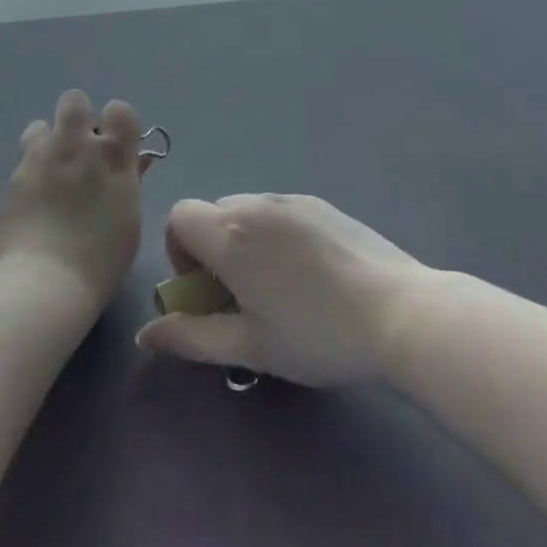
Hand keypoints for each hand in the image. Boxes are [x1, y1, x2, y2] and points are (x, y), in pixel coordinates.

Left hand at [0, 91, 148, 313]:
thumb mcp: (129, 219)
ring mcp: (41, 156)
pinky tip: (33, 198)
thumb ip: (129, 181)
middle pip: (74, 100)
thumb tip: (132, 160)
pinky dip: (30, 169)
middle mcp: (77, 145)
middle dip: (77, 118)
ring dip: (47, 142)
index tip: (115, 145)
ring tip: (50, 172)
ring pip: (41, 125)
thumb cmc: (101, 260)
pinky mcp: (14, 174)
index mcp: (113, 156)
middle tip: (78, 151)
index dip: (117, 123)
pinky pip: (24, 156)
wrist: (45, 282)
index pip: (120, 110)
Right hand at [135, 194, 423, 386]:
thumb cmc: (316, 335)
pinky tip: (310, 274)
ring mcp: (292, 199)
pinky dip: (276, 234)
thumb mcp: (249, 347)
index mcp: (229, 234)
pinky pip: (280, 212)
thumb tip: (146, 334)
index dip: (179, 252)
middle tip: (240, 296)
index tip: (205, 290)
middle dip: (212, 250)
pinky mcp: (322, 204)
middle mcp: (255, 204)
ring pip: (247, 211)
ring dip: (245, 241)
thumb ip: (192, 337)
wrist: (400, 313)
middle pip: (213, 214)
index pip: (178, 217)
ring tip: (278, 286)